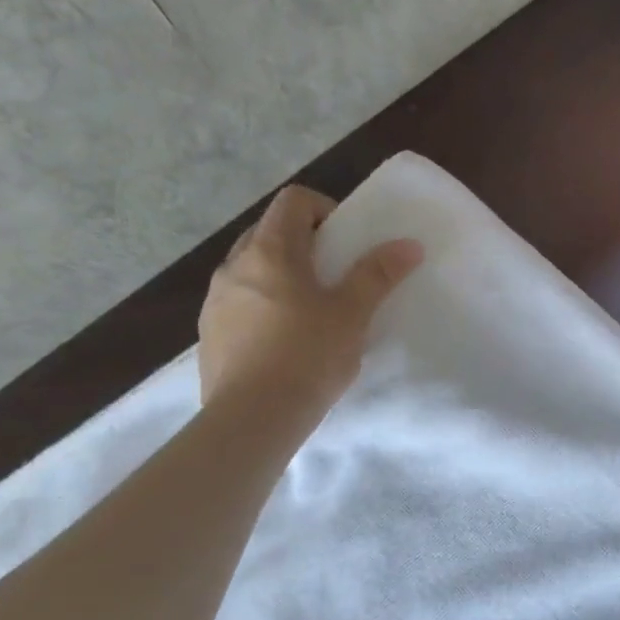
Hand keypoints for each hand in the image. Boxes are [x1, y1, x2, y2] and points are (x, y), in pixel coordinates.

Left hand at [198, 185, 423, 422]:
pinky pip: (240, 301)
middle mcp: (234, 266)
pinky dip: (264, 305)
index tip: (348, 241)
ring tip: (313, 310)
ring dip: (283, 275)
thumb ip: (378, 274)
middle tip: (336, 274)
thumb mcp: (352, 313)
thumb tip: (409, 244)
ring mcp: (215, 300)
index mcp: (269, 251)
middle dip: (306, 242)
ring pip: (253, 268)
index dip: (325, 209)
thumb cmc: (307, 355)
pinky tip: (287, 341)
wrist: (252, 419)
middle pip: (271, 231)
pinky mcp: (209, 333)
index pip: (294, 201)